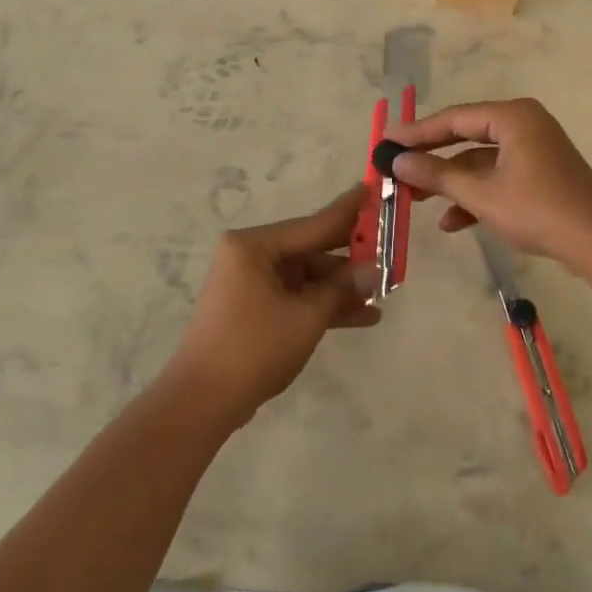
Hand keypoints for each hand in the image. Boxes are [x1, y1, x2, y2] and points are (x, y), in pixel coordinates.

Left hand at [166, 185, 379, 427]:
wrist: (203, 402)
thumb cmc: (254, 348)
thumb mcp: (306, 316)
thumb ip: (342, 288)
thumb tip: (376, 270)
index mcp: (254, 246)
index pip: (313, 224)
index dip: (348, 212)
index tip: (373, 190)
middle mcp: (250, 256)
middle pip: (310, 250)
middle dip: (349, 257)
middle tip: (389, 248)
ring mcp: (250, 283)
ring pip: (306, 277)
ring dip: (340, 288)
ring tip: (382, 294)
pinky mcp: (253, 309)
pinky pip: (296, 297)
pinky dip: (322, 305)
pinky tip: (362, 316)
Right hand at [386, 99, 591, 270]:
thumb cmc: (537, 209)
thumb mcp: (480, 194)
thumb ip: (437, 175)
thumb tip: (398, 161)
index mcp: (512, 117)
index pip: (453, 119)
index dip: (416, 131)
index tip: (386, 141)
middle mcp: (523, 125)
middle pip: (465, 137)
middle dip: (431, 159)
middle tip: (396, 167)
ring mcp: (533, 150)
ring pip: (480, 161)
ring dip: (451, 182)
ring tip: (416, 200)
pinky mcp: (539, 174)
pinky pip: (498, 177)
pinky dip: (476, 195)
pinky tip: (452, 222)